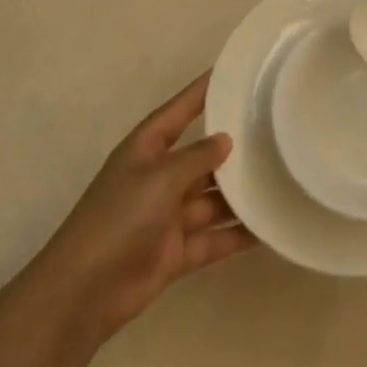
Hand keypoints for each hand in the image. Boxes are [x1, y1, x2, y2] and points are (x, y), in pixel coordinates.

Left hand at [35, 74, 254, 343]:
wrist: (83, 294)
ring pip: (213, 198)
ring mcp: (169, 215)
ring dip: (241, 193)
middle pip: (203, 155)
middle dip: (234, 147)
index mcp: (147, 148)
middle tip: (277, 130)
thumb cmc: (118, 220)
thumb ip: (197, 157)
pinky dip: (238, 235)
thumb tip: (226, 140)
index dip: (204, 91)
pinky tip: (270, 228)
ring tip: (283, 177)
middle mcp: (160, 176)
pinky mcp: (177, 251)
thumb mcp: (160, 178)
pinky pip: (214, 237)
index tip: (236, 72)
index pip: (181, 109)